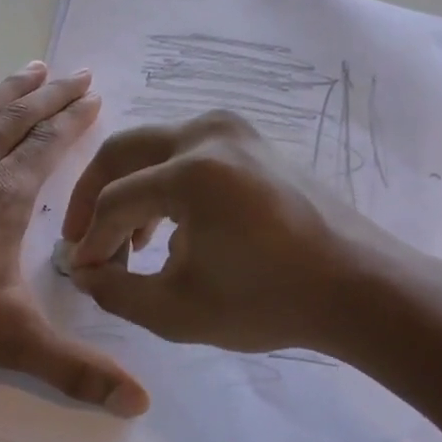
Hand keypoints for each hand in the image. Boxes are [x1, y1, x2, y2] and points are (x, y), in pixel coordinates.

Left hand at [0, 62, 149, 415]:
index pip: (50, 148)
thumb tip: (139, 404)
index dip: (75, 121)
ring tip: (33, 67)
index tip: (95, 97)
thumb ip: (75, 371)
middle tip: (78, 73)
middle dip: (53, 96)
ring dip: (9, 90)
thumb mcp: (11, 339)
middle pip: (21, 121)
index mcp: (6, 199)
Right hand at [61, 110, 410, 355]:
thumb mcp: (176, 311)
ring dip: (129, 191)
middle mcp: (209, 134)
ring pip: (154, 150)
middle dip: (93, 196)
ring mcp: (235, 131)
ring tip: (127, 243)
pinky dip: (164, 184)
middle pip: (123, 152)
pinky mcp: (252, 141)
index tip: (82, 272)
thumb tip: (83, 272)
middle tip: (81, 238)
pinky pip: (187, 152)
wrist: (360, 289)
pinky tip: (167, 229)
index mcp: (191, 171)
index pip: (115, 201)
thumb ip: (115, 292)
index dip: (90, 240)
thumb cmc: (268, 302)